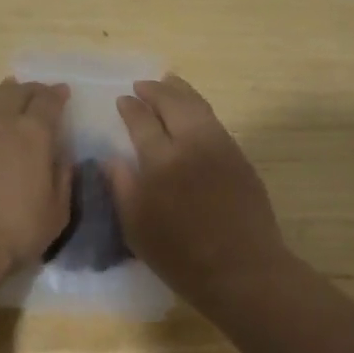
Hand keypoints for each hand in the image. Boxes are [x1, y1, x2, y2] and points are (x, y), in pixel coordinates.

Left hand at [0, 79, 71, 278]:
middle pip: (16, 92)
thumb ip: (62, 179)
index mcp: (33, 134)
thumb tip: (62, 158)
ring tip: (13, 105)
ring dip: (6, 99)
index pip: (47, 101)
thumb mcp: (56, 212)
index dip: (57, 94)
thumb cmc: (15, 230)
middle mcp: (1, 124)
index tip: (63, 92)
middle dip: (31, 89)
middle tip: (39, 95)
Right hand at [104, 75, 288, 300]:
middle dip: (155, 90)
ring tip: (168, 83)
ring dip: (179, 90)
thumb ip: (121, 187)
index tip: (123, 100)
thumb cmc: (181, 256)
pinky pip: (214, 120)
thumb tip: (110, 158)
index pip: (142, 121)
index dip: (131, 108)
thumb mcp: (136, 228)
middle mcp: (191, 143)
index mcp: (161, 161)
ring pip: (197, 105)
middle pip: (172, 103)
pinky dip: (198, 107)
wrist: (243, 270)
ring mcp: (219, 146)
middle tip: (142, 86)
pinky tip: (192, 111)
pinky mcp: (238, 155)